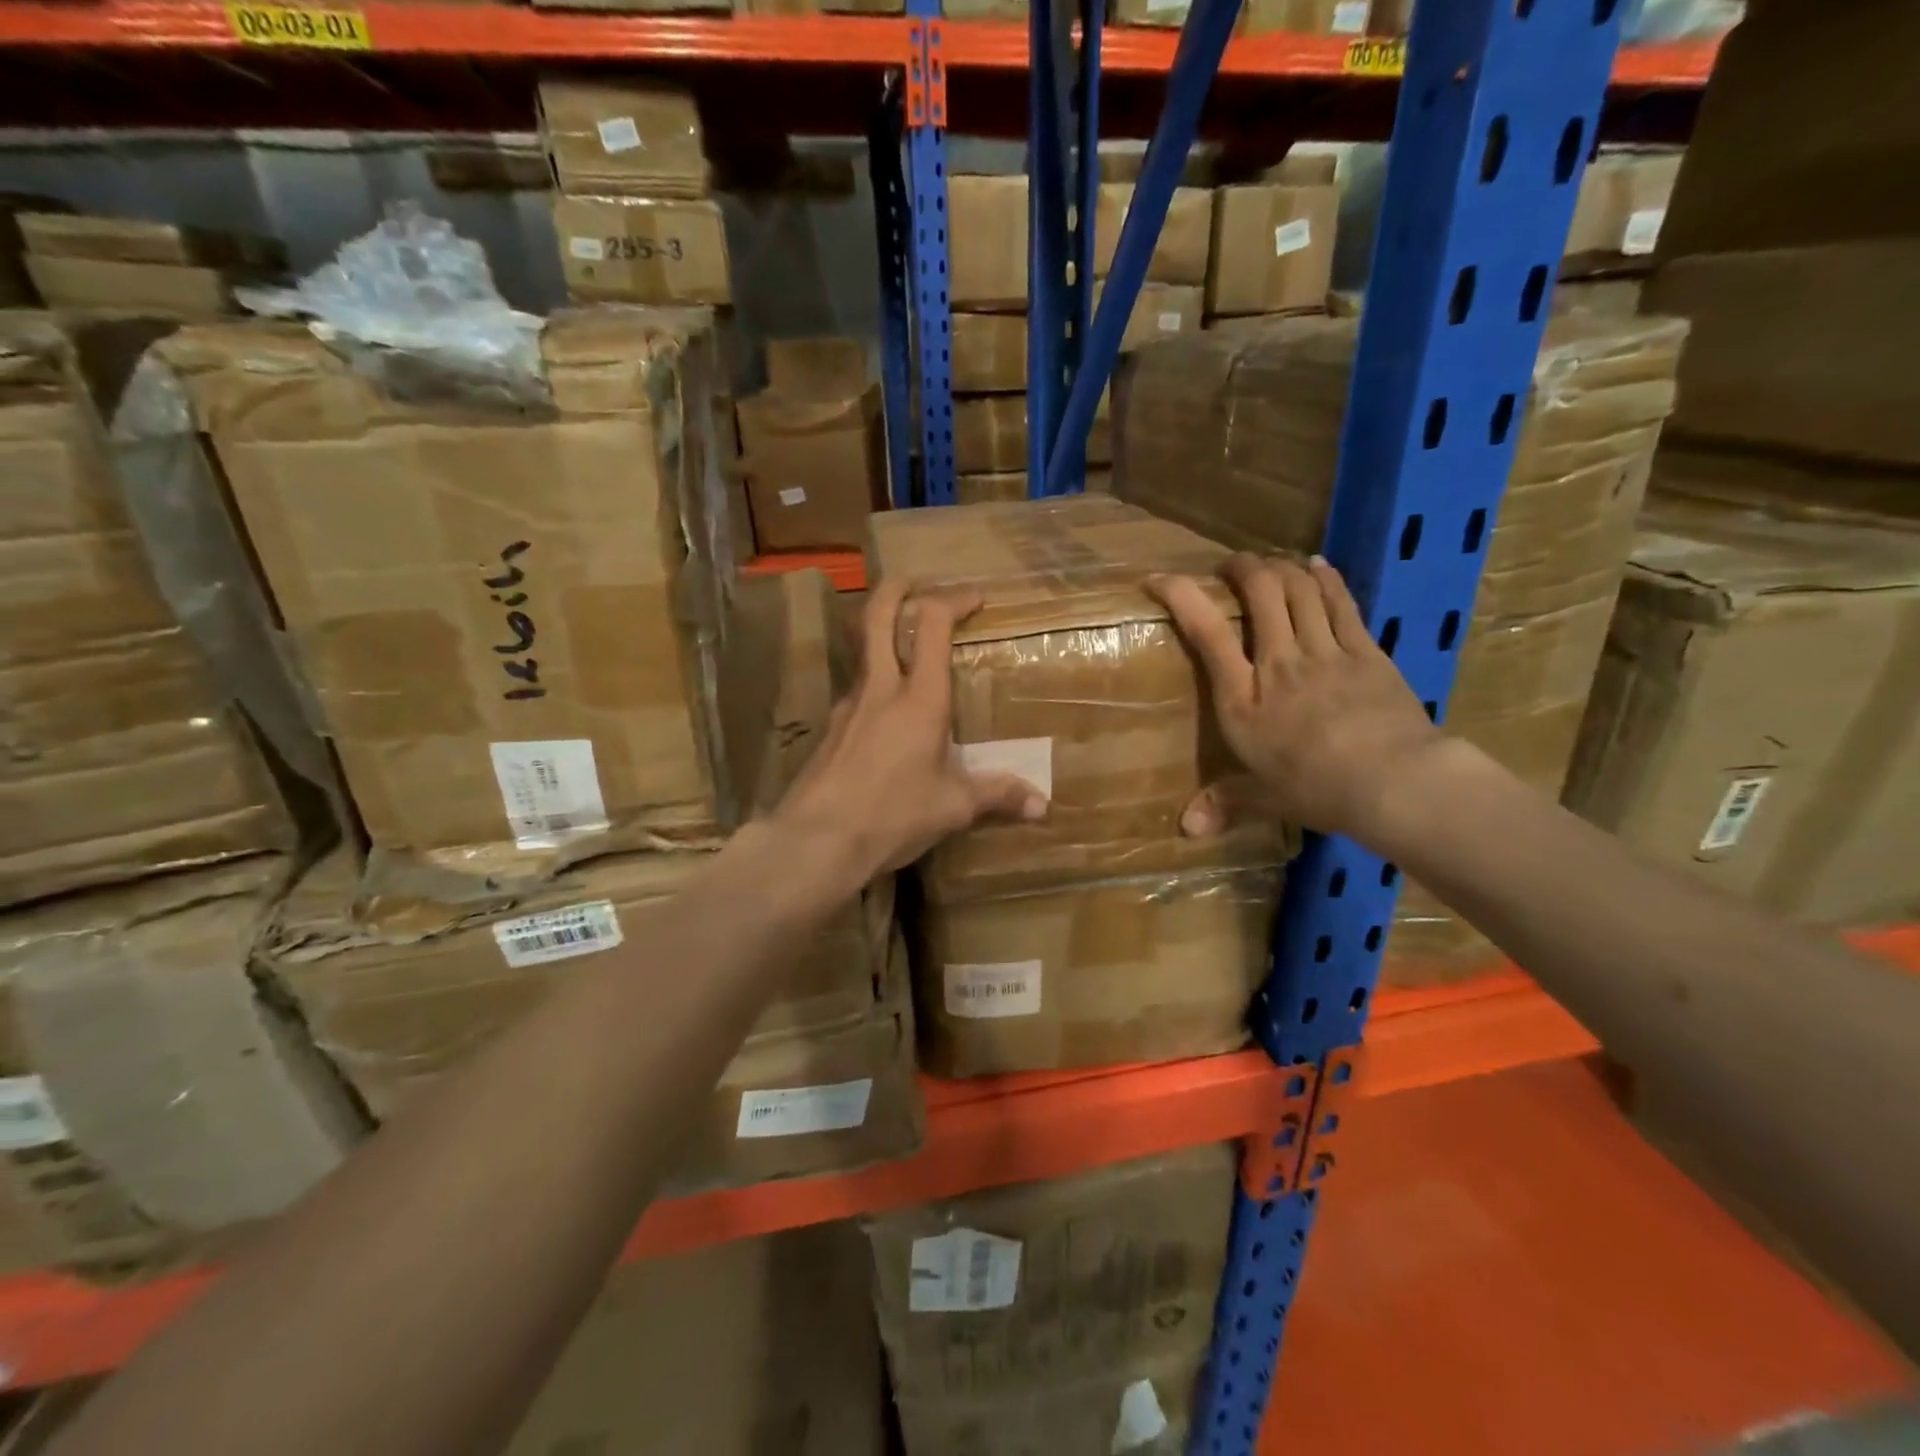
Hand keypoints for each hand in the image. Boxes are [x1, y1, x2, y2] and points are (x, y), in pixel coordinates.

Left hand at [773, 580, 1047, 880]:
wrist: (817, 840)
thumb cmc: (893, 815)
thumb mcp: (952, 807)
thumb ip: (997, 796)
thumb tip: (1042, 806)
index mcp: (920, 698)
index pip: (932, 624)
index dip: (953, 600)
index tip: (974, 598)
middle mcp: (881, 689)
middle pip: (878, 617)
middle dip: (898, 588)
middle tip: (916, 582)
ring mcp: (848, 706)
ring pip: (863, 651)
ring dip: (883, 634)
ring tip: (907, 648)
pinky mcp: (830, 729)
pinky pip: (856, 690)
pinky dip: (874, 682)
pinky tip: (886, 712)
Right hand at [1148, 553, 1442, 844]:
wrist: (1396, 783)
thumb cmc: (1318, 791)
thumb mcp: (1265, 798)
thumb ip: (1224, 804)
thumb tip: (1185, 830)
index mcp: (1243, 698)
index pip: (1205, 631)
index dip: (1180, 595)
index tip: (1159, 578)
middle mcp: (1279, 662)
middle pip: (1260, 593)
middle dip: (1241, 569)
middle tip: (1230, 566)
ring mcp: (1325, 651)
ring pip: (1299, 589)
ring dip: (1281, 568)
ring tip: (1268, 564)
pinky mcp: (1365, 651)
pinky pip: (1341, 602)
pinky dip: (1325, 577)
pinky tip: (1316, 564)